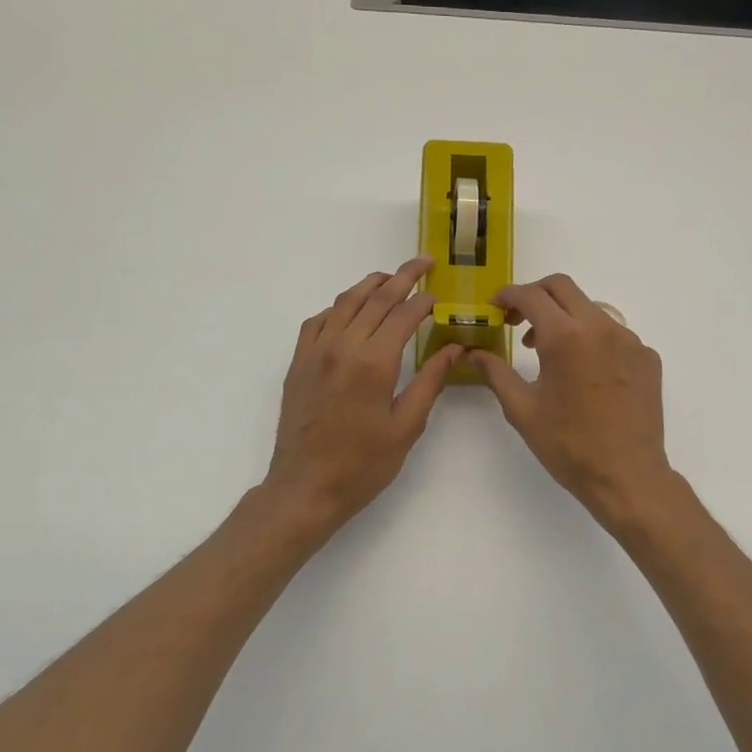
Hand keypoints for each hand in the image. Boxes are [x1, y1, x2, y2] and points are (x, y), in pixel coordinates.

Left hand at [264, 257, 461, 530]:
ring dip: (370, 285)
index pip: (404, 315)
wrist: (305, 488)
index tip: (440, 295)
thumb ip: (430, 381)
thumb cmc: (362, 465)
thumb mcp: (406, 426)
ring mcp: (315, 352)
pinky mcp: (298, 363)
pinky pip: (318, 320)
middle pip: (375, 298)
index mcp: (374, 363)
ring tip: (390, 278)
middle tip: (424, 262)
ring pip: (345, 302)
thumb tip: (453, 349)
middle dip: (403, 277)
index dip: (424, 301)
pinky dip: (339, 307)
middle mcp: (342, 347)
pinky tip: (350, 311)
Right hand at [469, 274, 677, 528]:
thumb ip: (496, 373)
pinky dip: (592, 340)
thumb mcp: (522, 410)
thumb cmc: (568, 446)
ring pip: (591, 309)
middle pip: (563, 288)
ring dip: (565, 318)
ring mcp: (630, 340)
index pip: (531, 296)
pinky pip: (614, 334)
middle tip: (518, 322)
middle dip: (535, 296)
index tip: (495, 307)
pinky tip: (585, 373)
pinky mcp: (647, 357)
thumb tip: (474, 353)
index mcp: (565, 337)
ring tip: (550, 353)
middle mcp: (601, 327)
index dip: (508, 296)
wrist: (628, 476)